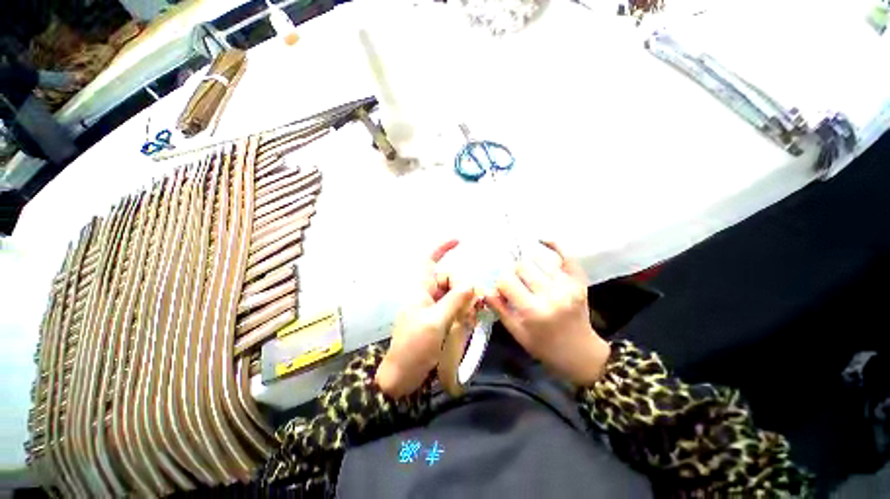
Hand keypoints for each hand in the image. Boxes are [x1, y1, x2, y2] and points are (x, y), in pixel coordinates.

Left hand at [376, 240, 474, 396]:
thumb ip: (454, 301)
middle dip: (463, 289)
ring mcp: (434, 308)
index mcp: (421, 290)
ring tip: (472, 319)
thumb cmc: (414, 347)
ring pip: (455, 295)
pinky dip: (464, 313)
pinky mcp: (439, 320)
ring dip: (466, 303)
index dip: (442, 248)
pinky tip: (469, 323)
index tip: (459, 241)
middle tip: (474, 306)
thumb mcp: (436, 322)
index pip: (430, 261)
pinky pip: (455, 309)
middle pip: (450, 279)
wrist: (403, 376)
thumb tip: (471, 283)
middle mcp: (428, 295)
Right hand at [484, 241, 609, 385]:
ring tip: (528, 272)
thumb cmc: (544, 346)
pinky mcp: (579, 281)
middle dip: (514, 272)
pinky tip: (542, 239)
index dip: (501, 284)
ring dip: (529, 263)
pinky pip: (566, 255)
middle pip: (522, 266)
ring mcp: (568, 285)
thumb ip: (499, 309)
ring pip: (539, 259)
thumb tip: (485, 289)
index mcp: (532, 311)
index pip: (506, 281)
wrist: (580, 353)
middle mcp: (551, 295)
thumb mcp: (517, 333)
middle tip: (516, 282)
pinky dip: (554, 244)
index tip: (503, 290)